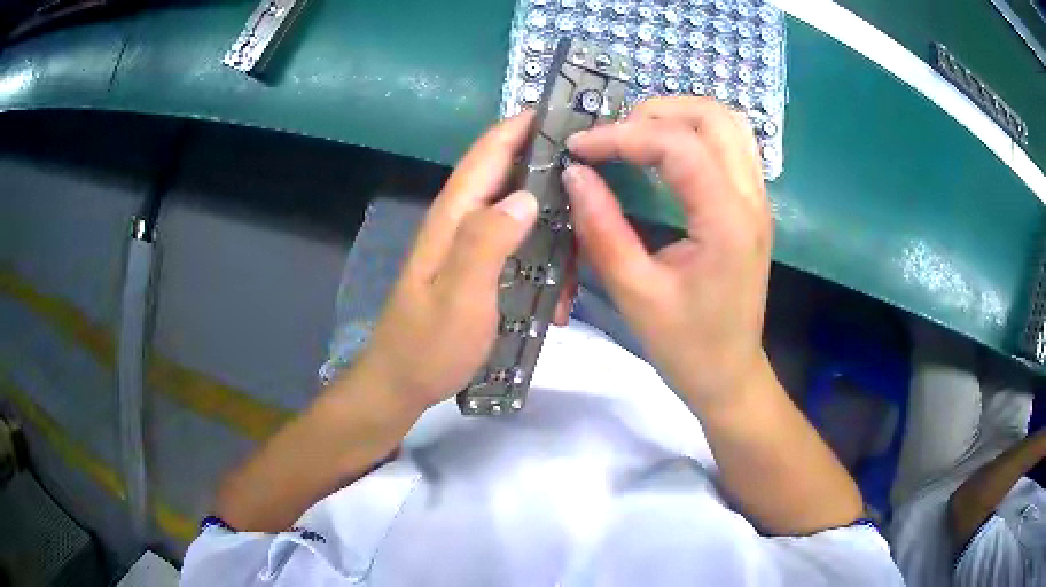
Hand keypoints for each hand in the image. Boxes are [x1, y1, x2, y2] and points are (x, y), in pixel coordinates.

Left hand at [354, 112, 576, 411]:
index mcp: (454, 217)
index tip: (562, 113)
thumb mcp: (460, 295)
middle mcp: (461, 221)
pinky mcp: (478, 269)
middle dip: (550, 173)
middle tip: (595, 183)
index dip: (521, 127)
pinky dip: (544, 259)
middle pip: (508, 177)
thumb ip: (487, 241)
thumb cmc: (430, 344)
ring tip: (582, 259)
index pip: (488, 153)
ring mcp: (469, 246)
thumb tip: (526, 196)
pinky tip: (559, 292)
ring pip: (519, 215)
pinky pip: (519, 247)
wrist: (403, 383)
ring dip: (553, 228)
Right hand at [564, 97, 771, 408]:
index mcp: (726, 220)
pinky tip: (663, 154)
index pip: (678, 145)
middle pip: (713, 116)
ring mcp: (757, 199)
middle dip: (655, 112)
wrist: (730, 375)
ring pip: (727, 123)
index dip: (622, 135)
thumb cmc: (686, 346)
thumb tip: (574, 174)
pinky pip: (730, 145)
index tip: (578, 147)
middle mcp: (751, 198)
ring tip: (634, 136)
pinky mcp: (752, 206)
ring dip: (678, 117)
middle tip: (611, 138)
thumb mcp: (635, 293)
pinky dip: (694, 134)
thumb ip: (602, 228)